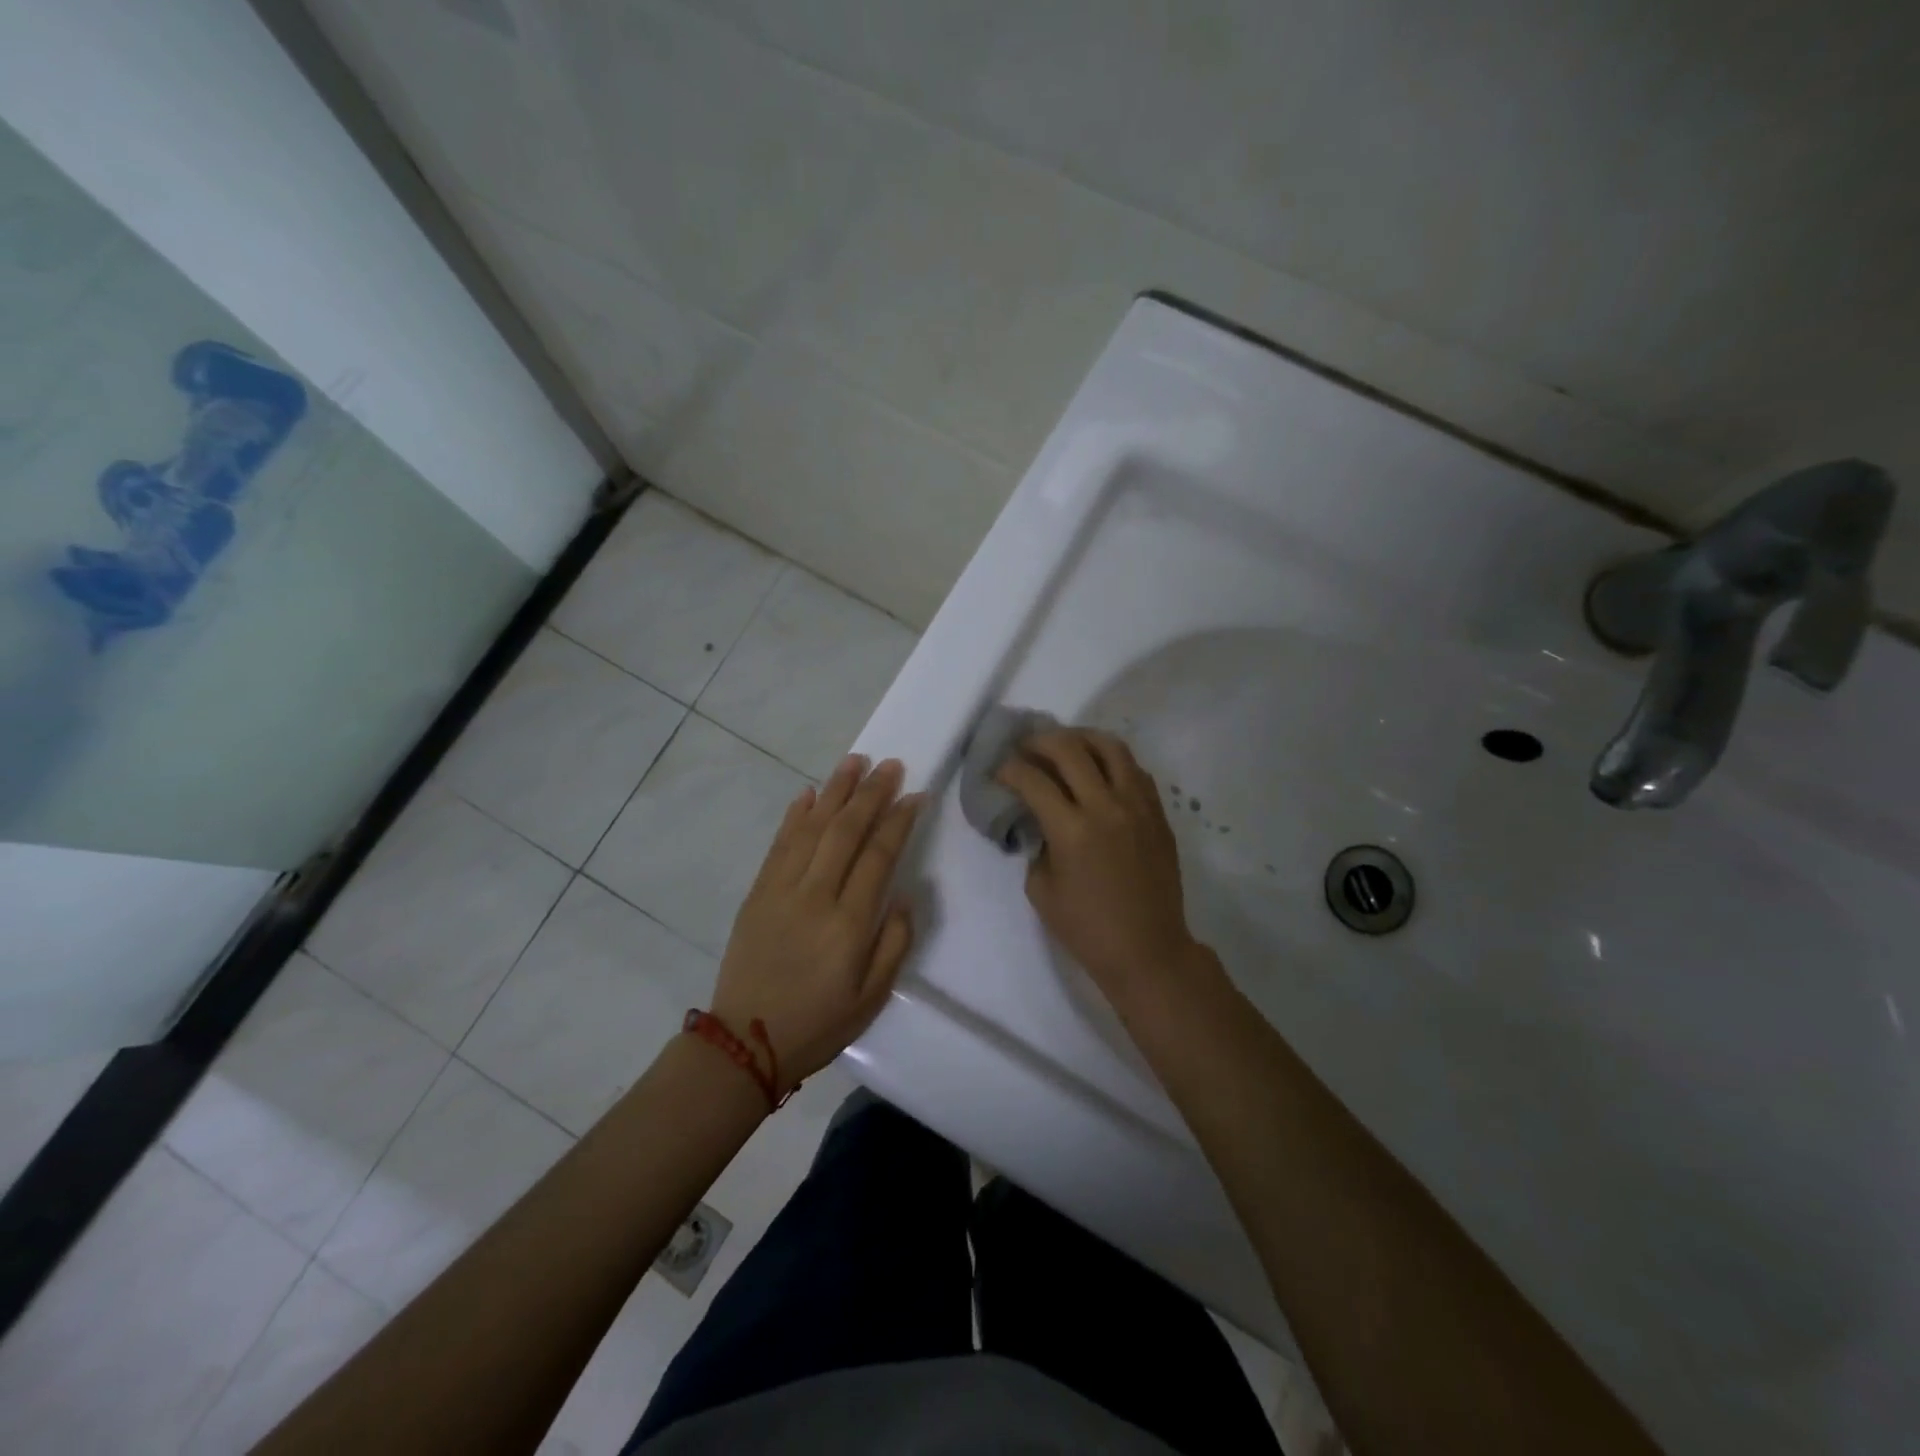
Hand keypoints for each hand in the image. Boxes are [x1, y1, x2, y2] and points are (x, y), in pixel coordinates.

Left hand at [711, 754, 922, 1092]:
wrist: (745, 1040)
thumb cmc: (818, 1023)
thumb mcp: (872, 997)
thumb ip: (894, 943)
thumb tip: (903, 895)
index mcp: (849, 923)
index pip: (878, 856)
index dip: (898, 821)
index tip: (915, 795)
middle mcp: (815, 895)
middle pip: (846, 831)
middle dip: (870, 794)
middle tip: (889, 765)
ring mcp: (781, 889)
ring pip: (812, 827)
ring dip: (835, 791)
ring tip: (854, 762)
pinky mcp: (758, 892)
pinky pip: (779, 844)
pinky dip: (795, 815)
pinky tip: (808, 794)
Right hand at [995, 729, 1200, 997]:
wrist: (1148, 950)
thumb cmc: (1087, 928)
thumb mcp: (1041, 890)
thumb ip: (1037, 845)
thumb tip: (1040, 820)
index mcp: (1072, 830)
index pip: (1033, 780)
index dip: (1009, 769)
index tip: (999, 770)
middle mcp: (1106, 807)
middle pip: (1069, 749)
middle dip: (1039, 741)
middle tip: (1025, 748)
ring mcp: (1137, 806)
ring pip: (1110, 747)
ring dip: (1080, 738)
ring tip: (1064, 744)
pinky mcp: (1158, 813)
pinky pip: (1135, 769)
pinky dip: (1112, 760)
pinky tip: (1098, 769)